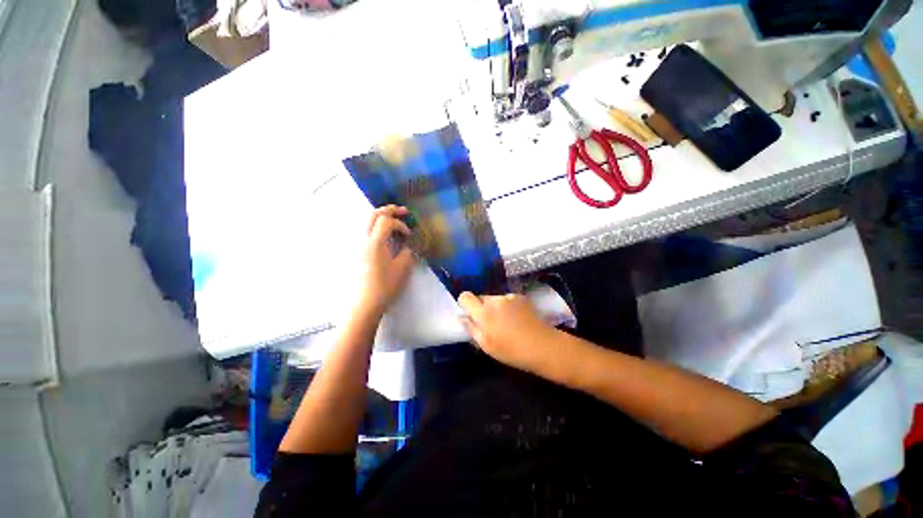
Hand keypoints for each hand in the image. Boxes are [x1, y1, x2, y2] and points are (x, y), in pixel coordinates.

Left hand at [357, 206, 415, 313]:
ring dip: (382, 217)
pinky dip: (377, 227)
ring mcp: (359, 246)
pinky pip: (367, 232)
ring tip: (394, 219)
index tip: (408, 235)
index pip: (386, 221)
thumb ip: (408, 252)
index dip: (400, 225)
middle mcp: (364, 240)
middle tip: (402, 211)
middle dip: (389, 210)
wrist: (367, 302)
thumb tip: (407, 246)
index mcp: (375, 242)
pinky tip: (386, 234)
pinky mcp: (359, 252)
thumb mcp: (403, 268)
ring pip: (368, 222)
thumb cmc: (385, 285)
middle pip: (373, 215)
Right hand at [457, 292, 557, 371]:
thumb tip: (461, 317)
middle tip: (490, 323)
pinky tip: (516, 318)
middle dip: (481, 307)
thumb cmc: (511, 350)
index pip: (465, 296)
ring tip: (506, 322)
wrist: (542, 346)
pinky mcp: (520, 296)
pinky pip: (506, 299)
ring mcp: (509, 296)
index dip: (465, 303)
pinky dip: (507, 306)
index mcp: (484, 313)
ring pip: (494, 298)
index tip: (470, 313)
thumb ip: (471, 328)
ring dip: (495, 307)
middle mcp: (495, 300)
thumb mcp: (486, 345)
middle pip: (480, 297)